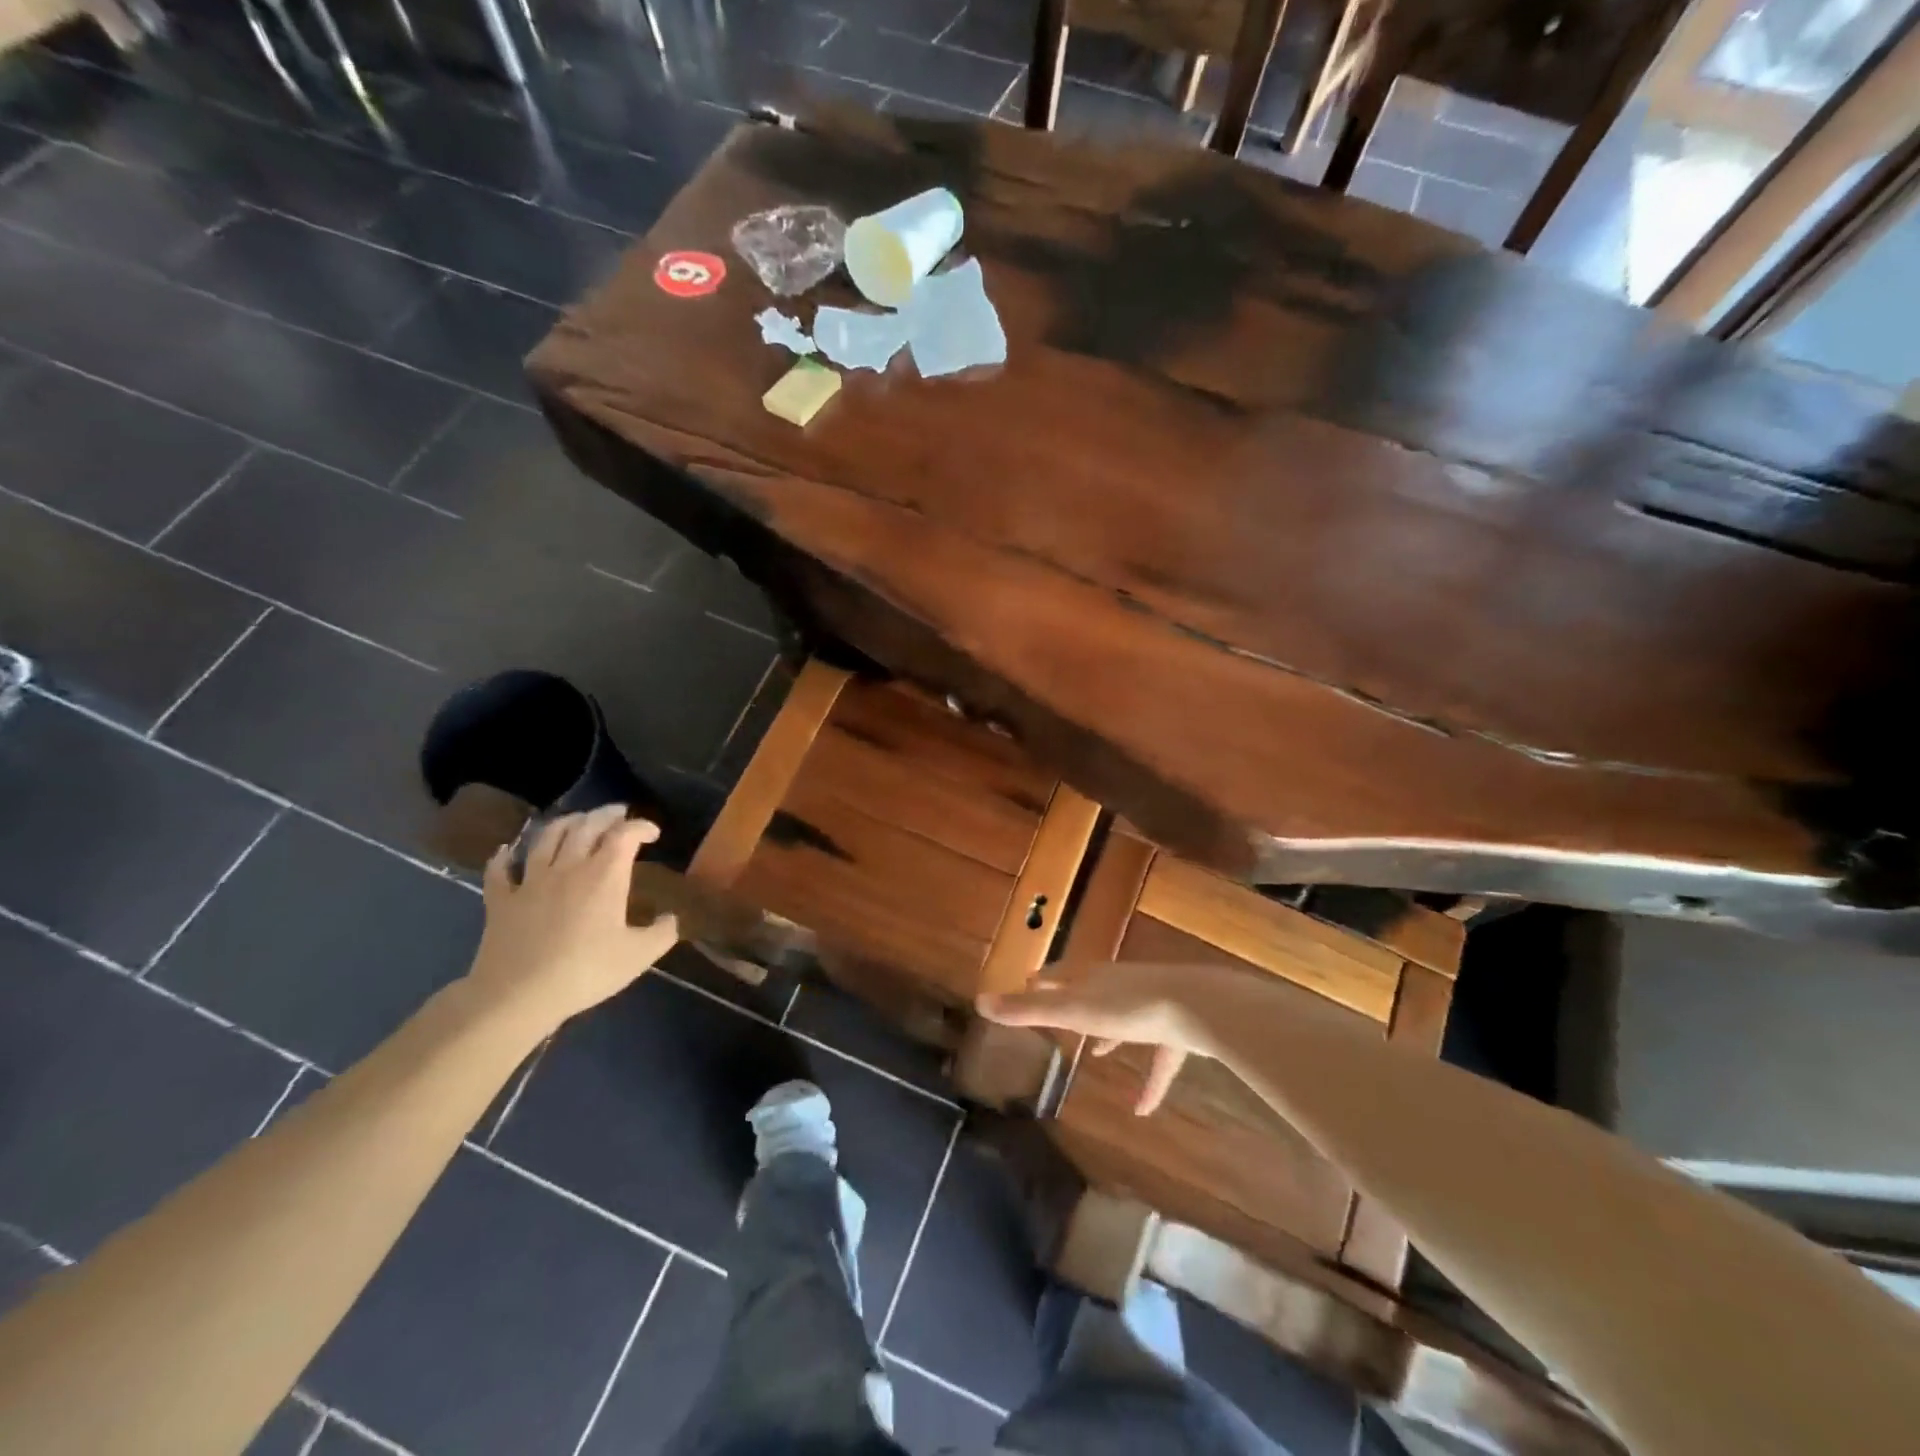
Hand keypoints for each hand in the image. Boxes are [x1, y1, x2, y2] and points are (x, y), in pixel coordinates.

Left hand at [468, 806, 678, 1031]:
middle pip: (587, 826)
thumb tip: (673, 918)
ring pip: (547, 838)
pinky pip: (499, 871)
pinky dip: (504, 857)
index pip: (626, 834)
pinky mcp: (501, 900)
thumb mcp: (638, 956)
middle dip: (606, 815)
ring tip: (577, 821)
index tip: (653, 833)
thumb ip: (663, 933)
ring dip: (565, 823)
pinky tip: (506, 851)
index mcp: (605, 875)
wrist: (518, 995)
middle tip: (619, 813)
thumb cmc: (586, 971)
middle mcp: (568, 867)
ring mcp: (531, 881)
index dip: (641, 826)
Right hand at [977, 962, 1234, 1115]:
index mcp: (1091, 977)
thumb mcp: (1071, 1011)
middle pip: (1091, 991)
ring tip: (1097, 1053)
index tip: (1029, 982)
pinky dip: (1150, 1082)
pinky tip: (1142, 1111)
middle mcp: (1118, 986)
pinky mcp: (1177, 1029)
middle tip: (1055, 1011)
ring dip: (1110, 1036)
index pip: (1060, 972)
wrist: (1195, 1006)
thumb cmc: (1127, 1006)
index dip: (1043, 979)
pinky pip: (1159, 1057)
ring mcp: (1150, 1005)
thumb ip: (1028, 1009)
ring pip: (1124, 1020)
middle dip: (1073, 1001)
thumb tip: (979, 1001)